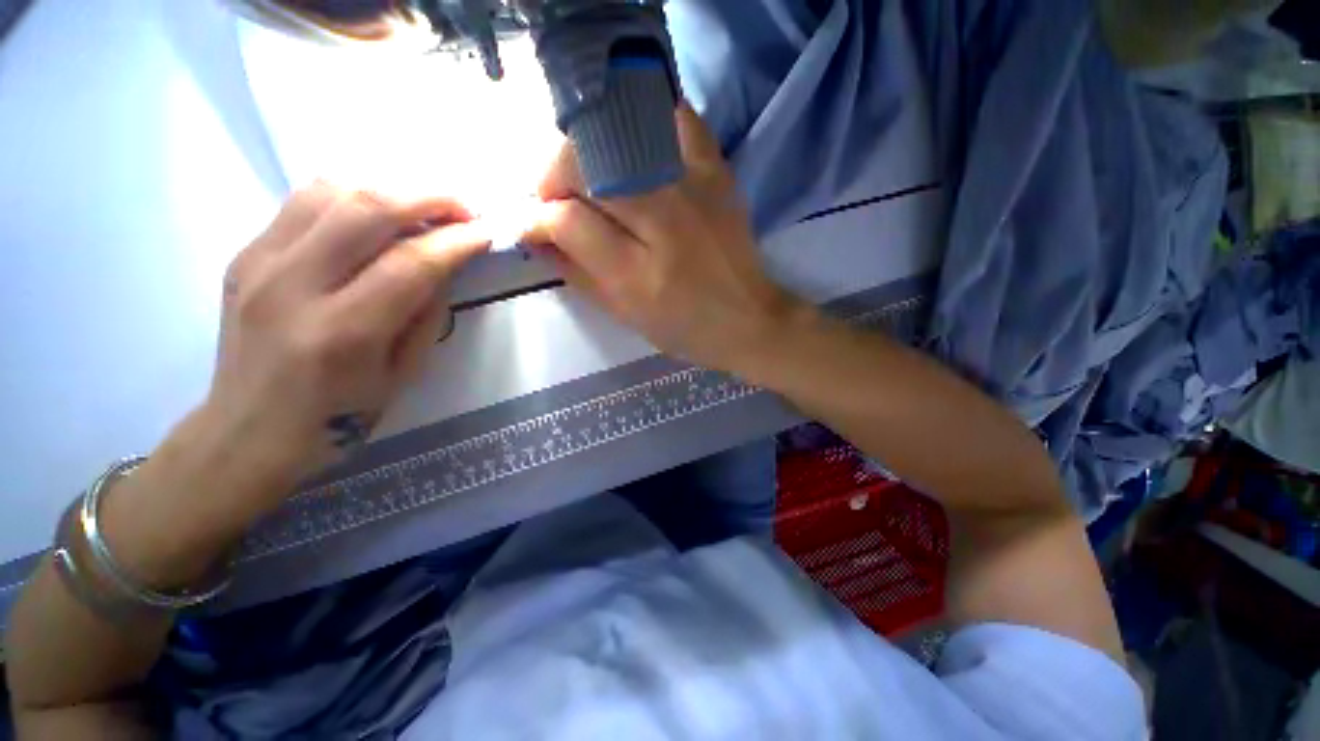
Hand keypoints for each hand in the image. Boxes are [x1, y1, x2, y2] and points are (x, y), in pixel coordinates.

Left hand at [203, 183, 490, 491]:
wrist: (248, 431)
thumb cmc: (339, 417)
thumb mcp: (403, 374)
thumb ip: (427, 314)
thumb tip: (447, 264)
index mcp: (344, 331)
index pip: (412, 262)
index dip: (457, 240)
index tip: (487, 231)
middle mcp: (294, 286)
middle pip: (368, 208)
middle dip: (428, 197)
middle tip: (463, 207)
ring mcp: (260, 263)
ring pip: (331, 190)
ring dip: (390, 190)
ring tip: (422, 209)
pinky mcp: (245, 254)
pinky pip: (303, 201)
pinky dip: (350, 197)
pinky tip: (374, 216)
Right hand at [524, 104, 804, 373]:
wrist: (748, 319)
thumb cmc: (683, 329)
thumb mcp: (624, 314)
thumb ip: (576, 273)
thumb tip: (537, 236)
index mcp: (638, 273)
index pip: (568, 221)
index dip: (538, 219)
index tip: (533, 226)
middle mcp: (665, 221)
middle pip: (587, 166)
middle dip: (555, 179)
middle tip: (558, 200)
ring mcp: (694, 189)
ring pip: (619, 134)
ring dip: (589, 151)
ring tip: (591, 178)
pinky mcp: (718, 172)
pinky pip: (675, 118)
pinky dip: (644, 120)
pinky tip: (633, 147)